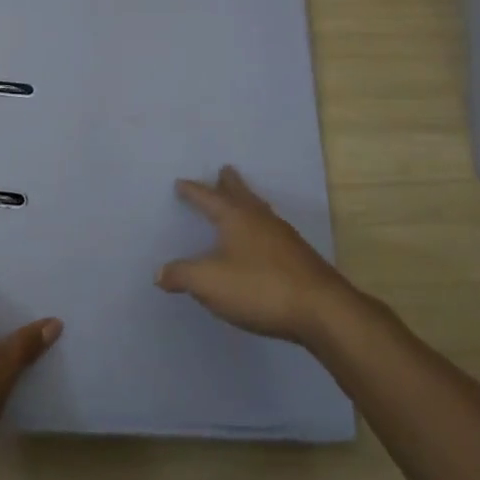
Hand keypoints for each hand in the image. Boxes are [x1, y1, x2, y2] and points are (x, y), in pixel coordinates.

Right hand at [156, 166, 358, 345]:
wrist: (320, 308)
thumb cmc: (259, 287)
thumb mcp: (209, 283)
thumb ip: (182, 275)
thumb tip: (159, 272)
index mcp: (235, 217)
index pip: (208, 198)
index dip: (193, 191)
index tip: (181, 182)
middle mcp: (259, 218)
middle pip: (241, 193)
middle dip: (229, 183)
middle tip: (223, 170)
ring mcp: (282, 235)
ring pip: (259, 209)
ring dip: (247, 200)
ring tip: (241, 199)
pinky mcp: (297, 255)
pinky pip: (271, 229)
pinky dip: (259, 224)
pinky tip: (262, 238)